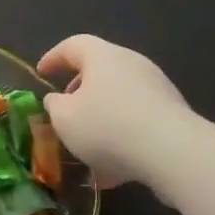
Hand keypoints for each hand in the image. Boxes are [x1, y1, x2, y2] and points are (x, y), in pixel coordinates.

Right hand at [37, 35, 197, 189]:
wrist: (174, 153)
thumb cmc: (107, 127)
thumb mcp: (64, 118)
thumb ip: (54, 105)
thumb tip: (58, 100)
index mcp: (102, 57)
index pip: (73, 45)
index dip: (53, 57)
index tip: (41, 73)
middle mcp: (132, 64)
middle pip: (99, 70)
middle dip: (79, 89)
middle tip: (64, 108)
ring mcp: (157, 89)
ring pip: (119, 98)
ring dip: (100, 116)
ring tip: (86, 145)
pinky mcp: (173, 115)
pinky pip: (138, 120)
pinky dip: (121, 136)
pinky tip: (112, 168)